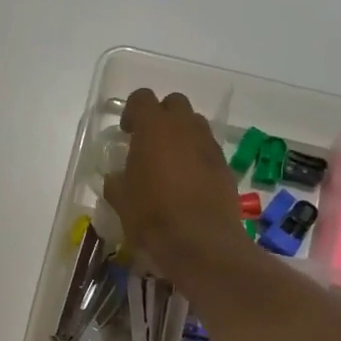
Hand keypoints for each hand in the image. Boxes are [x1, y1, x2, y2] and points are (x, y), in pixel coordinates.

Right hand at [103, 89, 250, 281]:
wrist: (201, 242)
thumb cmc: (152, 216)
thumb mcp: (120, 200)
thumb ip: (116, 181)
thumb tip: (117, 176)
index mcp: (154, 128)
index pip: (141, 98)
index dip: (132, 112)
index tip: (126, 133)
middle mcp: (184, 127)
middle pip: (174, 104)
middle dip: (162, 117)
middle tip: (149, 143)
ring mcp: (209, 145)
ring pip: (195, 125)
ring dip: (182, 135)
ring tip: (170, 163)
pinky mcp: (225, 166)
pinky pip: (207, 150)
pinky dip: (197, 157)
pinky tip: (188, 183)